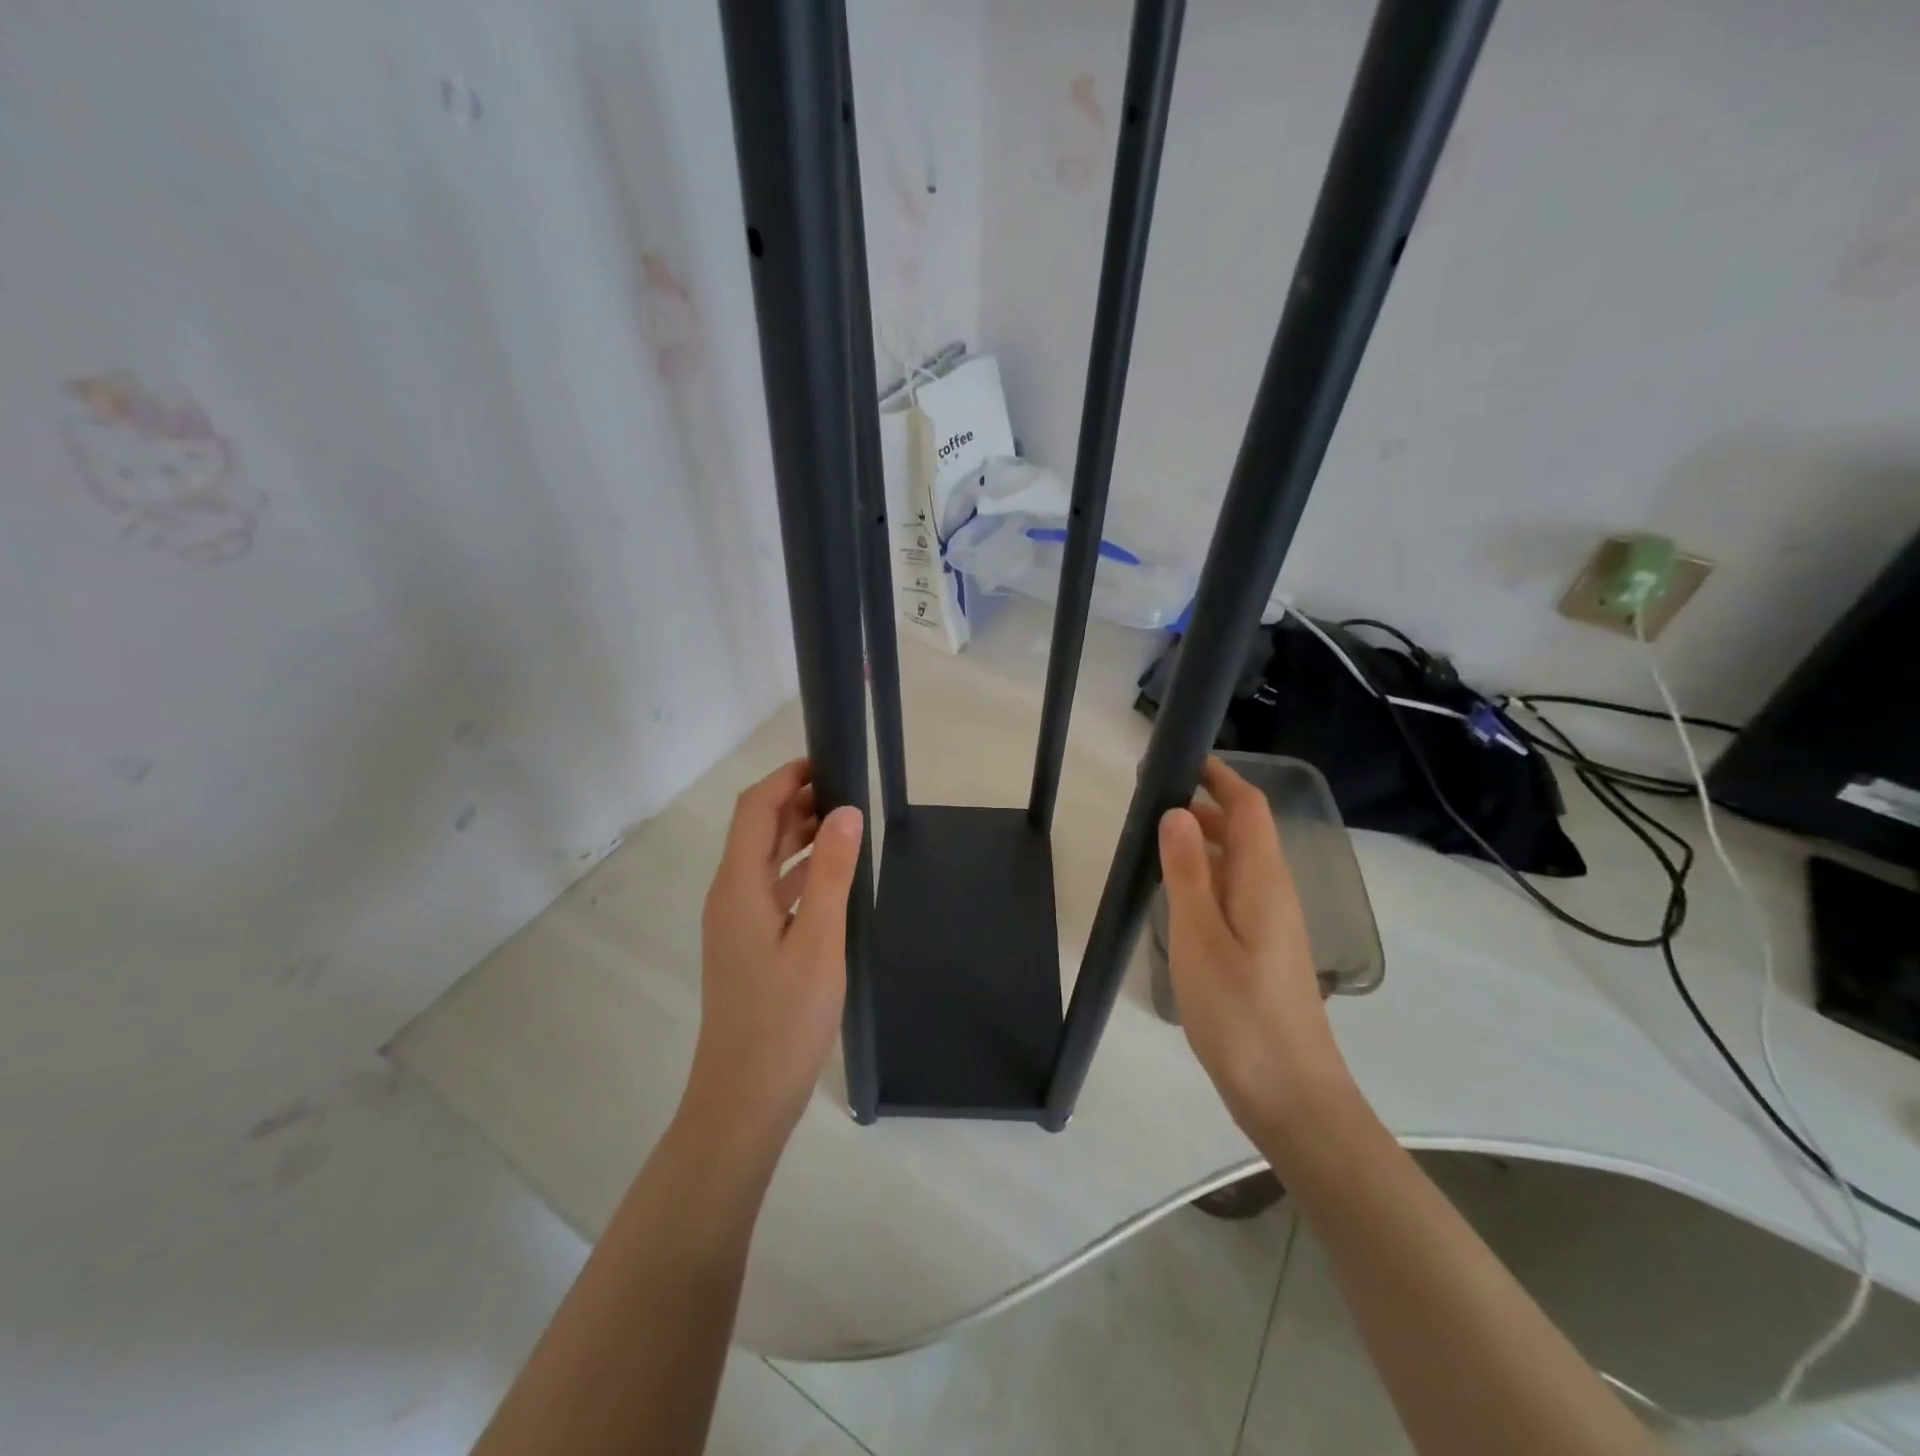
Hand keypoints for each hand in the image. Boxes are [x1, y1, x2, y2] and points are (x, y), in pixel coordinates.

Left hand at [684, 758, 864, 1143]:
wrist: (745, 1098)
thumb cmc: (784, 1019)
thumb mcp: (819, 941)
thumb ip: (831, 872)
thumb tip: (845, 809)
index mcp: (738, 887)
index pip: (755, 810)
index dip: (786, 779)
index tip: (827, 762)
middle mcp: (730, 896)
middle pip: (757, 831)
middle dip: (796, 802)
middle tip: (847, 791)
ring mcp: (736, 923)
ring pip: (765, 860)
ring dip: (799, 835)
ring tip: (846, 823)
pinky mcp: (748, 944)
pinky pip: (773, 889)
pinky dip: (801, 870)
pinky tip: (834, 874)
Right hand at [1159, 757, 1352, 1139]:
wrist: (1291, 1096)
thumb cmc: (1240, 1013)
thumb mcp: (1200, 937)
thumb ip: (1188, 873)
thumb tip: (1178, 813)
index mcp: (1264, 880)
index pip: (1250, 807)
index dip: (1219, 777)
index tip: (1178, 760)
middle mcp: (1274, 893)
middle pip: (1245, 831)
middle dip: (1204, 805)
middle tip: (1149, 801)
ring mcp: (1272, 924)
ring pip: (1238, 864)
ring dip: (1203, 842)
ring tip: (1154, 841)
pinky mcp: (1263, 951)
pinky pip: (1234, 894)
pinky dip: (1205, 878)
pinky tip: (1175, 896)